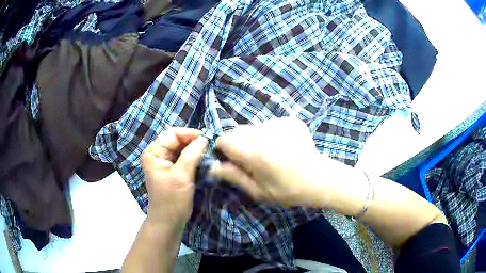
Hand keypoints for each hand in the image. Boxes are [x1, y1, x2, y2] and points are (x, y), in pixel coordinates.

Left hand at [141, 128, 207, 228]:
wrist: (169, 222)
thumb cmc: (172, 201)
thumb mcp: (182, 176)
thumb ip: (192, 154)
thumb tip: (204, 138)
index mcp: (153, 152)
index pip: (173, 133)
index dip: (190, 134)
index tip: (208, 140)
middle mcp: (156, 154)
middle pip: (177, 139)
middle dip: (193, 142)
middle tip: (211, 147)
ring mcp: (163, 162)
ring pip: (181, 148)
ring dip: (195, 150)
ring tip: (209, 153)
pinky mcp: (171, 170)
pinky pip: (183, 158)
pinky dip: (193, 158)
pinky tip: (203, 161)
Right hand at [209, 117, 330, 206]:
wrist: (320, 179)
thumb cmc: (288, 190)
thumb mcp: (258, 191)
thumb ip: (234, 176)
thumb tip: (213, 167)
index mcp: (253, 153)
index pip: (224, 139)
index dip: (223, 150)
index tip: (232, 160)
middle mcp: (263, 133)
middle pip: (238, 131)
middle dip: (239, 144)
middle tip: (253, 160)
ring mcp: (278, 123)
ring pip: (254, 127)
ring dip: (255, 138)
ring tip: (271, 153)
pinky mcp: (290, 120)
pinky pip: (271, 124)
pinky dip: (271, 134)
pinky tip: (283, 146)